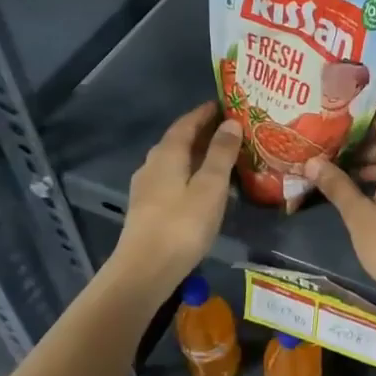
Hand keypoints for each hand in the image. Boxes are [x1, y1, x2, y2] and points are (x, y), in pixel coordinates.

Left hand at [110, 103, 241, 294]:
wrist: (144, 270)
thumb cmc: (182, 225)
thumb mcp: (210, 186)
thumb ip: (221, 153)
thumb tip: (231, 122)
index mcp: (167, 153)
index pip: (187, 122)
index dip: (206, 112)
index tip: (225, 105)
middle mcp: (152, 164)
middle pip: (179, 140)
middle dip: (203, 132)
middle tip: (231, 129)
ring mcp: (146, 187)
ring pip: (174, 161)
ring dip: (196, 155)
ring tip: (222, 156)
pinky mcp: (147, 208)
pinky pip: (172, 179)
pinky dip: (189, 173)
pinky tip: (203, 186)